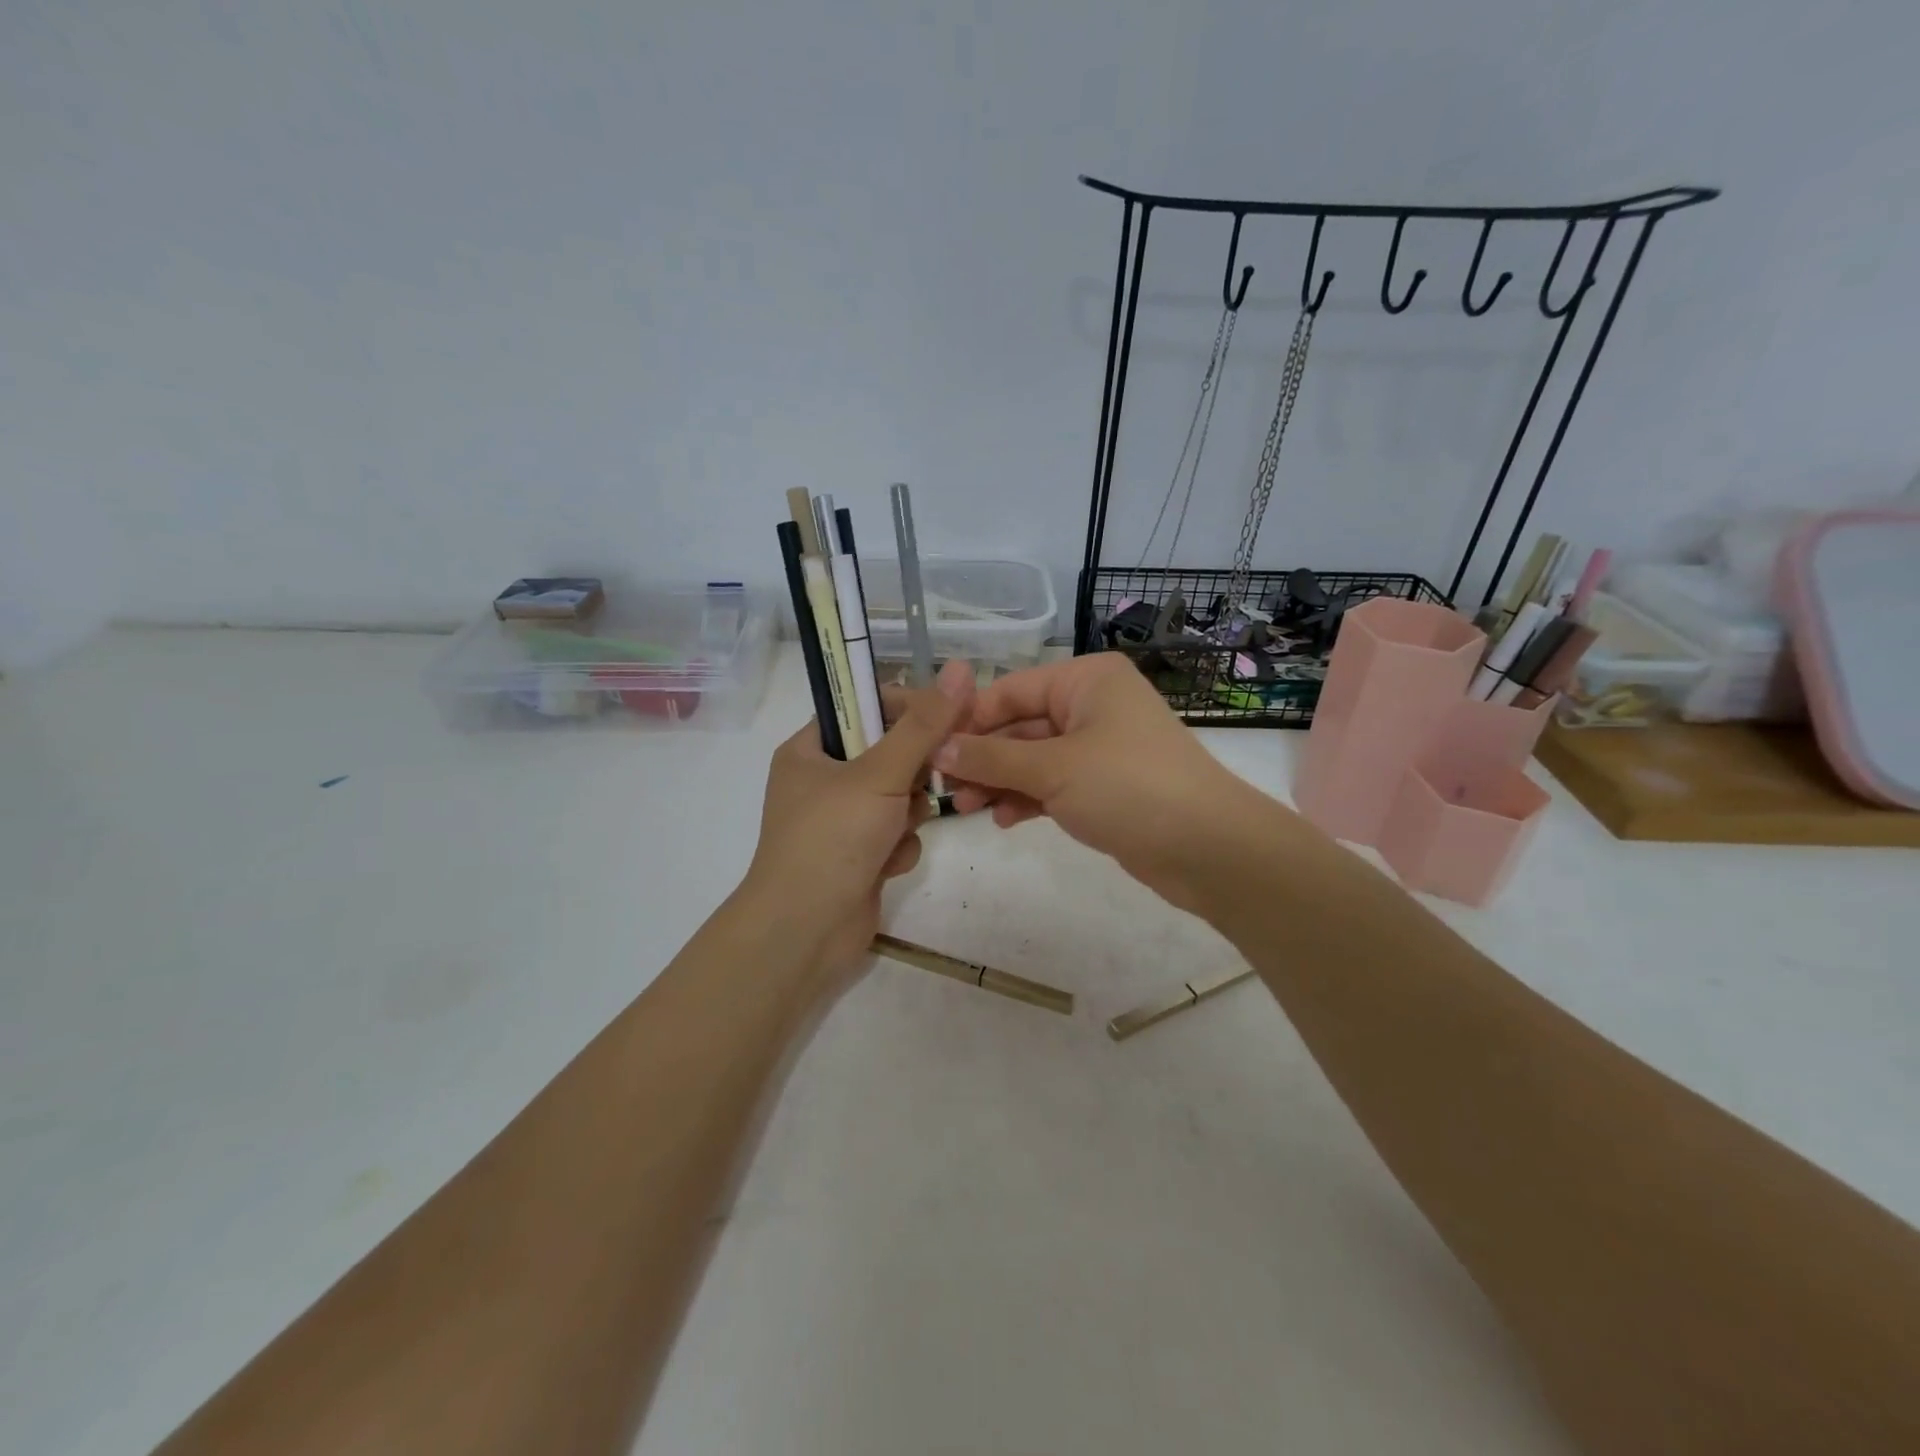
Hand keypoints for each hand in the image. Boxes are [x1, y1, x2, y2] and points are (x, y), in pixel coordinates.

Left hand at [739, 660, 974, 979]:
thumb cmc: (833, 838)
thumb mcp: (880, 773)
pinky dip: (899, 845)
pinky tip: (888, 864)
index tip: (949, 715)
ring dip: (908, 813)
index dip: (908, 707)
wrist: (805, 931)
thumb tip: (959, 670)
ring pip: (899, 795)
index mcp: (810, 749)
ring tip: (898, 829)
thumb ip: (924, 725)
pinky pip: (896, 832)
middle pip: (889, 752)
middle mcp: (822, 780)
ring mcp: (841, 821)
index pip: (865, 706)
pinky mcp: (859, 855)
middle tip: (931, 777)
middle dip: (913, 771)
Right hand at [935, 654, 1268, 914]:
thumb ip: (991, 756)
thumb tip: (938, 747)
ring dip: (1001, 781)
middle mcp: (1093, 705)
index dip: (969, 719)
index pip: (1011, 690)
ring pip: (1035, 758)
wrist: (1209, 848)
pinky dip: (1029, 798)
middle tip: (944, 789)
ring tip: (968, 810)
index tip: (930, 750)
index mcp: (1086, 680)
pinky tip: (1005, 820)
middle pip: (1021, 725)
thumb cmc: (1128, 787)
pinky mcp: (1106, 786)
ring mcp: (1101, 747)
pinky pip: (1055, 784)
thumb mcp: (1052, 768)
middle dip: (983, 757)